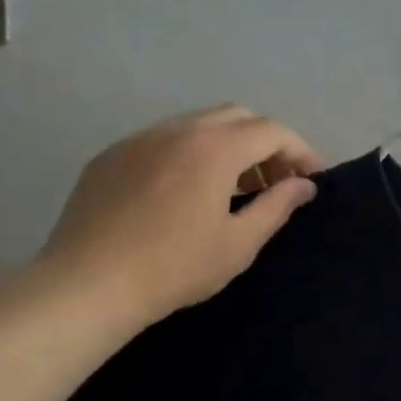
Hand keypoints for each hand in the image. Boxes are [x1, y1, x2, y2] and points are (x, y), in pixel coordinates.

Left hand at [36, 105, 324, 332]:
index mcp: (214, 149)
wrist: (88, 284)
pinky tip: (185, 192)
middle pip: (237, 116)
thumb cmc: (174, 268)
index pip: (272, 131)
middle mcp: (178, 130)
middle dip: (266, 143)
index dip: (300, 151)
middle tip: (275, 182)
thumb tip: (304, 185)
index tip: (312, 178)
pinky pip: (163, 139)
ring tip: (233, 187)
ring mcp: (139, 138)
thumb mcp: (238, 244)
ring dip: (228, 145)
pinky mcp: (111, 155)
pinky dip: (190, 153)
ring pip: (198, 124)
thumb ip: (277, 207)